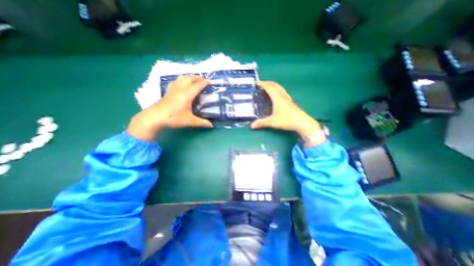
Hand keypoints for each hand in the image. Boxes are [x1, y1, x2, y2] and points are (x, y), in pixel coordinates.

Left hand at [127, 75, 213, 140]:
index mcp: (187, 95)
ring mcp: (173, 89)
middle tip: (204, 80)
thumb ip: (202, 123)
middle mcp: (180, 89)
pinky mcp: (168, 91)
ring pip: (181, 78)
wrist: (155, 117)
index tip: (211, 81)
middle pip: (189, 78)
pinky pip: (175, 81)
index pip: (197, 85)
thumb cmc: (174, 118)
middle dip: (197, 77)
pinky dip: (181, 80)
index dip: (205, 82)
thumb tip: (211, 125)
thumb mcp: (190, 121)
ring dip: (189, 77)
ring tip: (194, 80)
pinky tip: (181, 84)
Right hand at [252, 82, 325, 147]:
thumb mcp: (272, 122)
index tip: (256, 82)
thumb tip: (252, 126)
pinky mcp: (290, 102)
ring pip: (279, 88)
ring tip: (268, 88)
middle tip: (261, 84)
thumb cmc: (287, 120)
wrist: (302, 122)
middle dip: (267, 83)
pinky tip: (277, 95)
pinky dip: (277, 90)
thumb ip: (262, 123)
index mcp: (277, 98)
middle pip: (275, 85)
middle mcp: (282, 96)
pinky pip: (282, 92)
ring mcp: (287, 98)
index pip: (269, 87)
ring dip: (273, 86)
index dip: (262, 84)